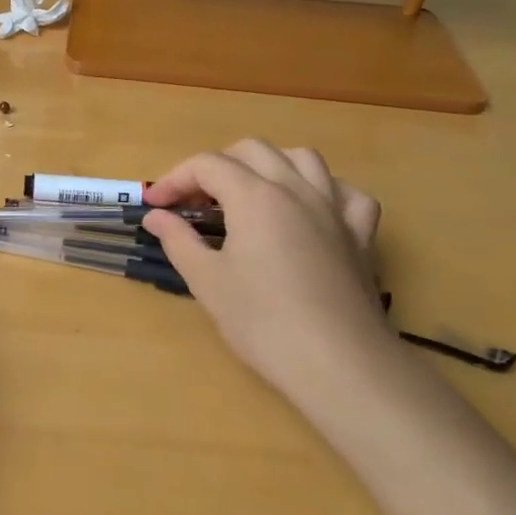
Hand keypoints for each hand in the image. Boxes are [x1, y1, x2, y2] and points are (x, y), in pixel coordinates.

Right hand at [143, 142, 395, 403]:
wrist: (338, 364)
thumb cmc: (263, 322)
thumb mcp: (206, 281)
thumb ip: (178, 240)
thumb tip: (156, 216)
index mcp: (254, 196)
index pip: (206, 165)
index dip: (174, 179)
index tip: (155, 206)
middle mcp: (295, 189)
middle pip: (252, 150)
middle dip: (217, 166)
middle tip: (196, 202)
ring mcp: (334, 209)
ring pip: (303, 159)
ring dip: (270, 166)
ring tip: (250, 194)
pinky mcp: (360, 235)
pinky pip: (346, 193)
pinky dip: (325, 191)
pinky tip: (311, 211)